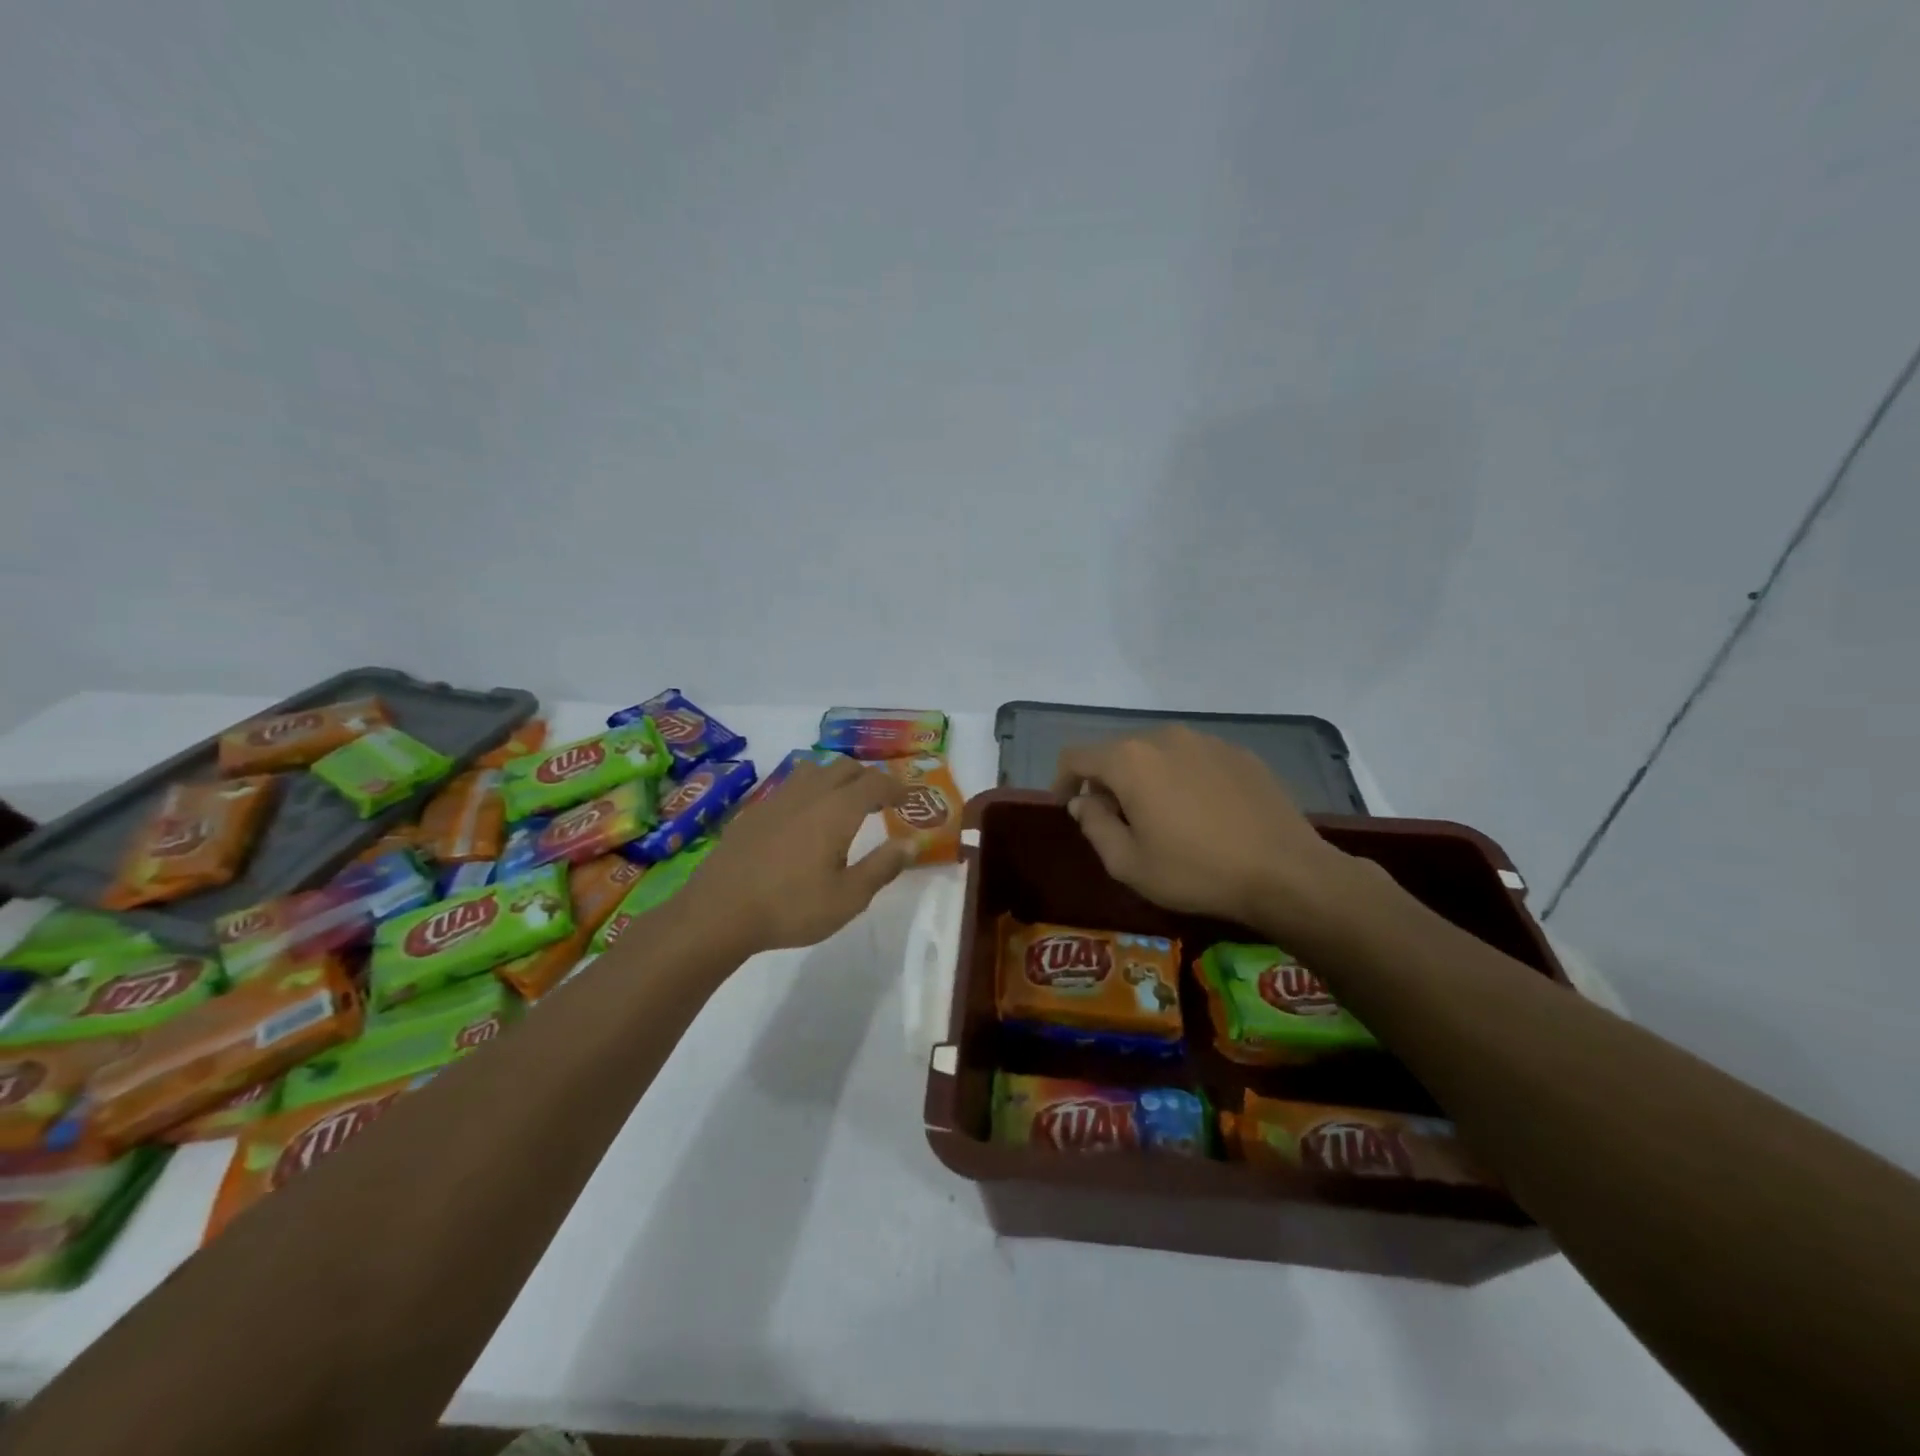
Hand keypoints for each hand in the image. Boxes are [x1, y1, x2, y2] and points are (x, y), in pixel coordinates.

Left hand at [679, 757, 913, 953]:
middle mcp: (808, 794)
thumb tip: (912, 843)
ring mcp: (776, 799)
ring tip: (842, 803)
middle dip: (867, 778)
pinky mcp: (753, 812)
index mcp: (837, 810)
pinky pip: (789, 787)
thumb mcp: (848, 898)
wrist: (718, 912)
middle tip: (880, 801)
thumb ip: (883, 867)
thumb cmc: (791, 907)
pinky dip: (808, 792)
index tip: (909, 798)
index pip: (875, 783)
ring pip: (813, 770)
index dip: (896, 787)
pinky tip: (803, 820)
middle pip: (844, 767)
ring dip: (835, 778)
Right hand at [1051, 727, 1364, 938]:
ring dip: (1147, 780)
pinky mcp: (1240, 754)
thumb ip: (1095, 826)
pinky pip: (1195, 760)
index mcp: (1130, 761)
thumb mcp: (1129, 863)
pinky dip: (1184, 780)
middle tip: (1117, 822)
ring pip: (1158, 754)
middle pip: (1118, 753)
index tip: (1068, 807)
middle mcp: (1165, 738)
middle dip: (1108, 783)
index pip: (1076, 756)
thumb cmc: (1196, 872)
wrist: (1286, 873)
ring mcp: (1207, 741)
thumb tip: (1085, 802)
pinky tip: (1203, 814)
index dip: (1063, 780)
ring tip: (1163, 819)